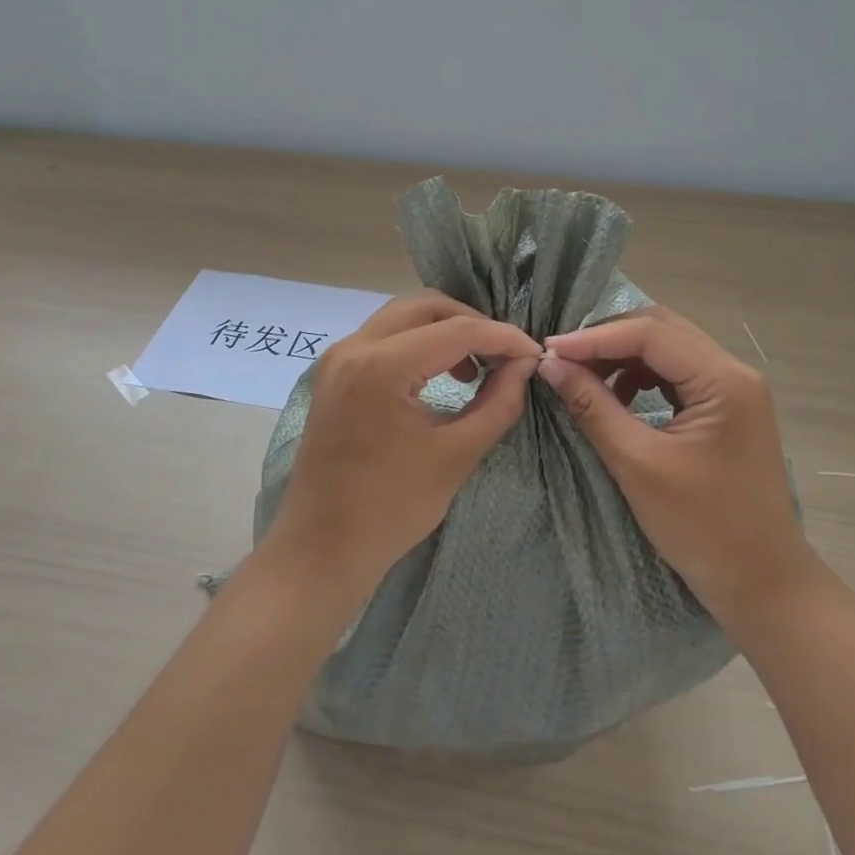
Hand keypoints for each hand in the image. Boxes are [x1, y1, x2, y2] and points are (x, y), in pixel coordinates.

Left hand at [264, 292, 541, 602]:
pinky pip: (383, 337)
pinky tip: (440, 375)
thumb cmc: (390, 509)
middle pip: (425, 306)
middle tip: (503, 355)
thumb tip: (524, 365)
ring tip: (475, 369)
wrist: (321, 548)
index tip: (533, 353)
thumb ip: (498, 403)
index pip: (457, 331)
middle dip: (471, 323)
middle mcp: (354, 347)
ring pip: (402, 316)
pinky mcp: (334, 373)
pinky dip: (417, 343)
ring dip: (443, 330)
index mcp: (382, 366)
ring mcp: (338, 357)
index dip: (502, 338)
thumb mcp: (456, 456)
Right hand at [537, 307, 805, 627]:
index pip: (651, 334)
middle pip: (661, 331)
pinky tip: (617, 397)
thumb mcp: (638, 464)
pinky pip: (676, 374)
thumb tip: (551, 365)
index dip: (595, 337)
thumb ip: (593, 406)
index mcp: (723, 381)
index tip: (549, 350)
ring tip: (583, 376)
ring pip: (668, 349)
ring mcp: (734, 389)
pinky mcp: (726, 408)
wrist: (761, 583)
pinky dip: (640, 376)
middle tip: (562, 358)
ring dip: (623, 356)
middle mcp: (734, 372)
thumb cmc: (702, 528)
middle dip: (608, 339)